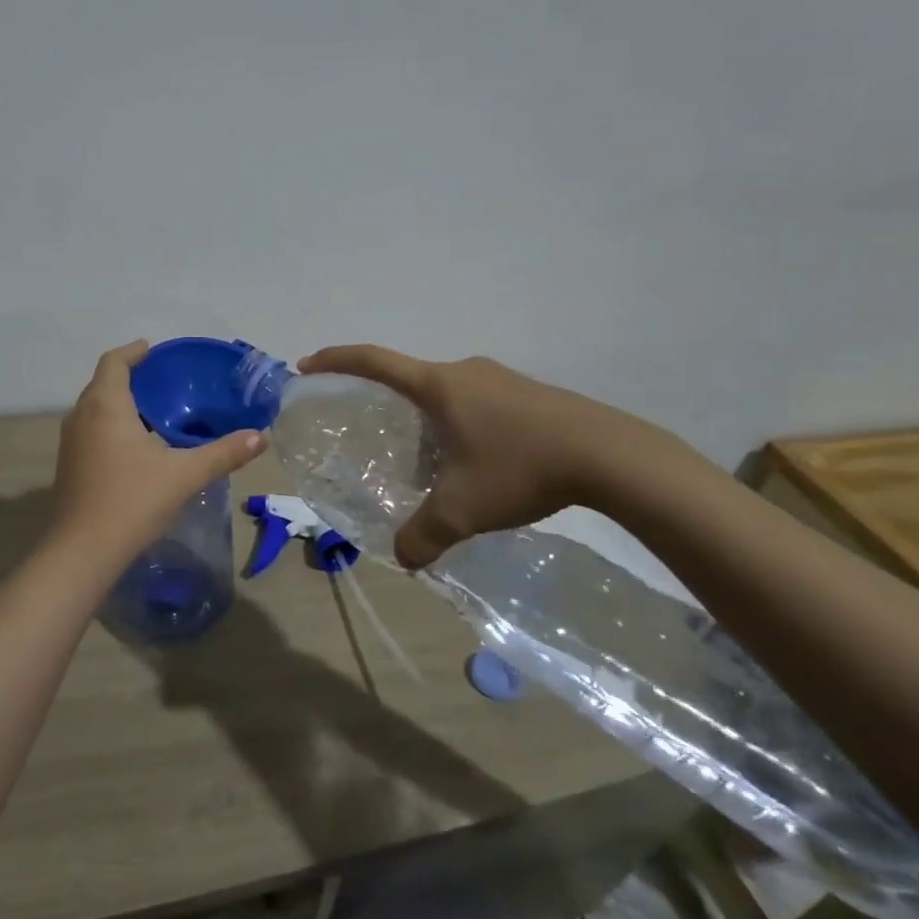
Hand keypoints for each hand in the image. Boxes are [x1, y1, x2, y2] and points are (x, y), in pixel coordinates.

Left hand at [51, 341, 266, 561]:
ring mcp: (70, 443)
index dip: (132, 351)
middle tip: (162, 380)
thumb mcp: (184, 475)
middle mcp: (81, 416)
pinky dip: (110, 425)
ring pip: (94, 408)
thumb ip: (223, 453)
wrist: (83, 552)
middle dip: (129, 376)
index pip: (113, 362)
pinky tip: (135, 446)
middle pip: (102, 383)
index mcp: (105, 406)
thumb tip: (259, 436)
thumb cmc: (132, 501)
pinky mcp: (69, 466)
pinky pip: (90, 430)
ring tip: (153, 411)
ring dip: (118, 402)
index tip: (152, 349)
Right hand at [298, 345, 663, 569]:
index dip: (336, 360)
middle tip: (381, 442)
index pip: (373, 361)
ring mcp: (500, 380)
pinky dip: (461, 427)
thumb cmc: (520, 468)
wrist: (610, 455)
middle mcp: (464, 373)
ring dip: (429, 423)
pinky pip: (477, 404)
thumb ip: (423, 535)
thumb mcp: (463, 508)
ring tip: (432, 465)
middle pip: (411, 381)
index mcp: (438, 385)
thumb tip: (402, 559)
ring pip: (447, 396)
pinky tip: (478, 465)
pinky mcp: (528, 394)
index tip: (307, 364)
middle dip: (390, 409)